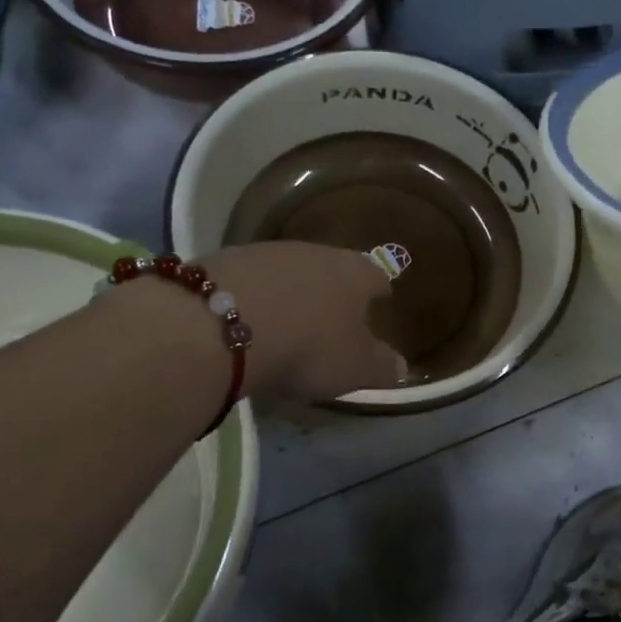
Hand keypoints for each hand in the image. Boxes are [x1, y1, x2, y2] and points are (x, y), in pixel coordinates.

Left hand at [208, 242, 405, 401]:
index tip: (380, 301)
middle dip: (334, 290)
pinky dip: (256, 296)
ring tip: (287, 321)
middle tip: (332, 316)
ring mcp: (270, 252)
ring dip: (292, 291)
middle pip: (333, 268)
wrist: (220, 324)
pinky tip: (247, 319)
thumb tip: (400, 365)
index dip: (379, 291)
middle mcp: (318, 252)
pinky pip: (253, 279)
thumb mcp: (355, 368)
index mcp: (356, 274)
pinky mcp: (227, 260)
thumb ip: (382, 366)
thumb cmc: (307, 346)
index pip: (377, 276)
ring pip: (292, 270)